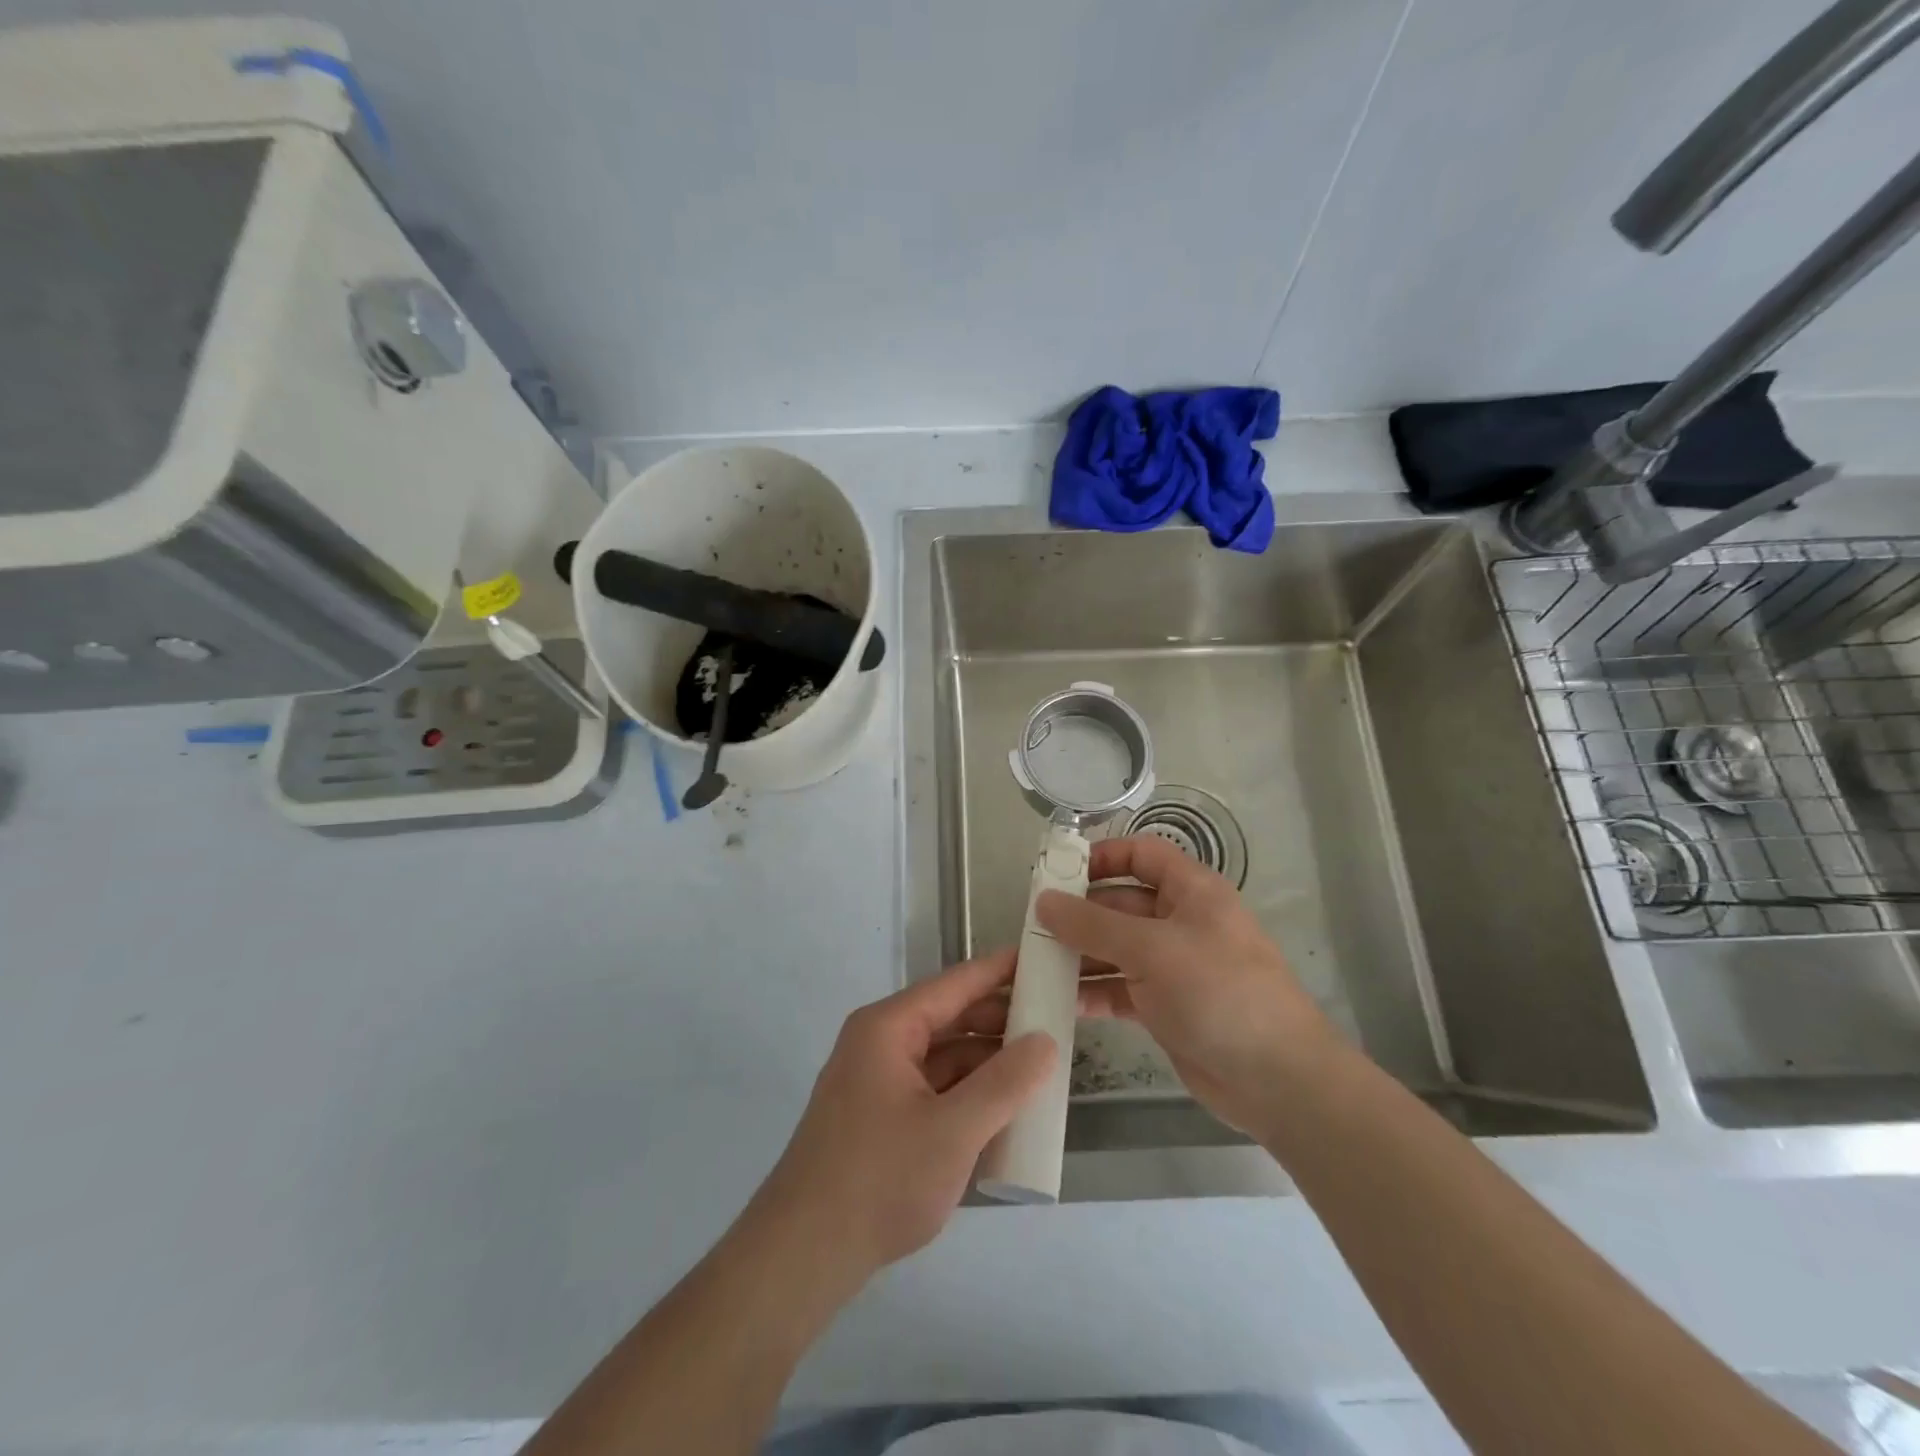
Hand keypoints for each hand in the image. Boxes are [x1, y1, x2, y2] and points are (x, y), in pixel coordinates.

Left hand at [754, 949, 1053, 1285]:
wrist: (803, 1254)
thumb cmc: (880, 1179)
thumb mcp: (954, 1130)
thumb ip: (1005, 1083)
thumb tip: (1045, 1041)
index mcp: (889, 1028)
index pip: (956, 984)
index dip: (1001, 971)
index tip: (1043, 959)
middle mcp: (879, 1043)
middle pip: (950, 1018)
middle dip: (1000, 1020)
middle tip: (1055, 1020)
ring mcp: (876, 1081)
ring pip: (943, 1056)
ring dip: (986, 1061)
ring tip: (1039, 1066)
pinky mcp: (878, 1117)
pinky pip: (932, 1088)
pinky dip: (966, 1092)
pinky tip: (1002, 1109)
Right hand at [1041, 834, 1335, 1135]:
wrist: (1277, 1080)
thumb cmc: (1219, 993)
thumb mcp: (1152, 949)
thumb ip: (1093, 924)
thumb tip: (1044, 901)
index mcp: (1191, 891)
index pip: (1141, 854)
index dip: (1102, 856)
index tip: (1057, 872)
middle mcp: (1181, 921)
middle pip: (1120, 903)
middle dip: (1079, 913)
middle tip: (1031, 926)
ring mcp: (1173, 966)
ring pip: (1116, 948)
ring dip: (1079, 954)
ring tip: (1035, 963)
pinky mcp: (1165, 1007)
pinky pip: (1120, 988)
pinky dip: (1093, 991)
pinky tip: (1060, 1000)